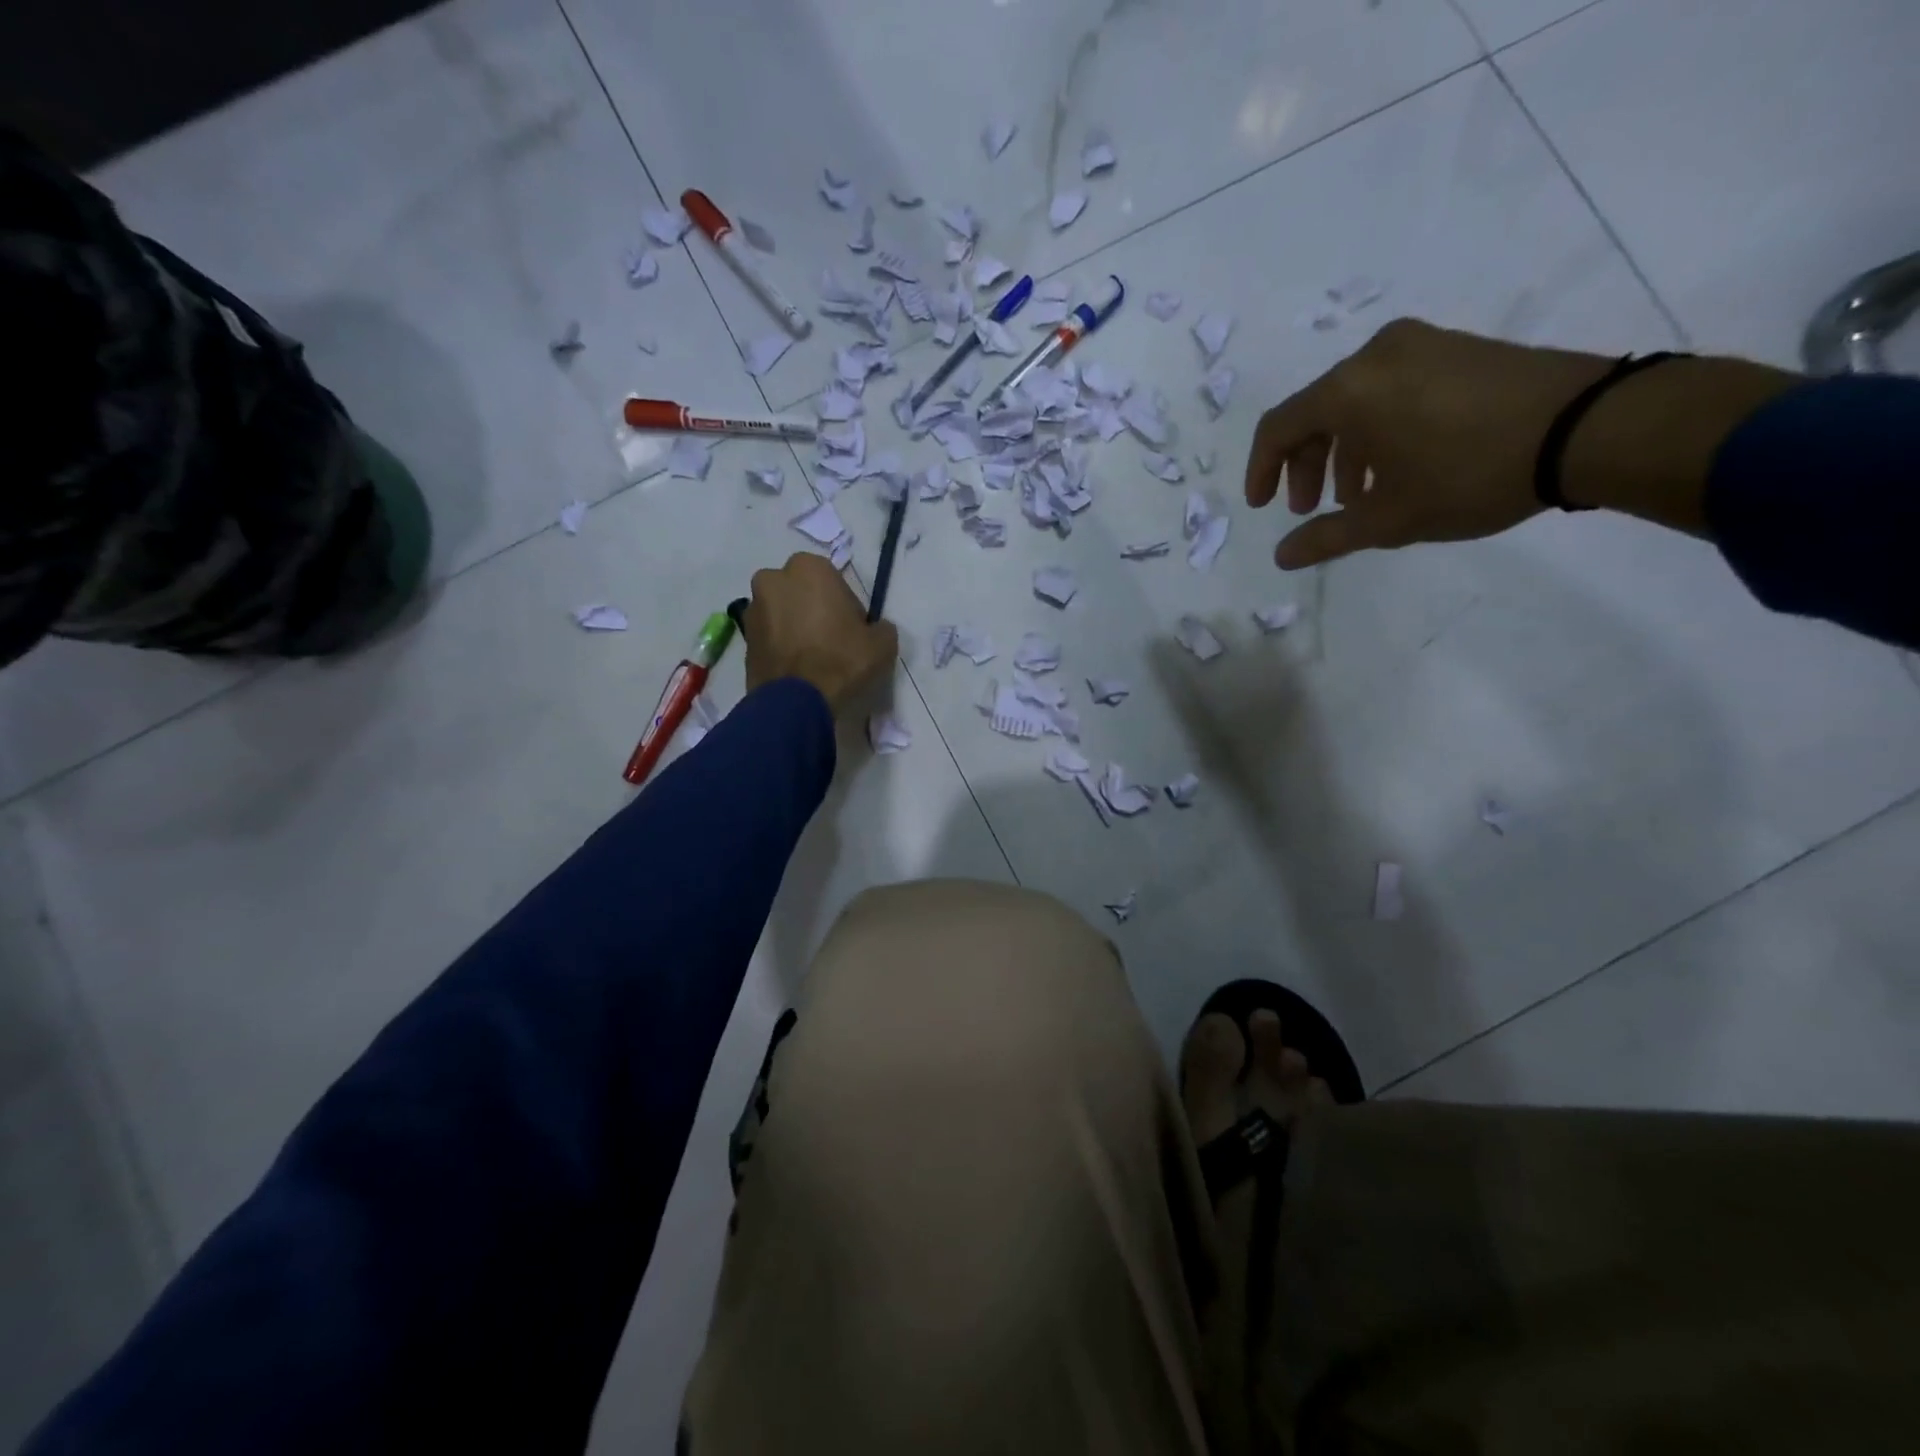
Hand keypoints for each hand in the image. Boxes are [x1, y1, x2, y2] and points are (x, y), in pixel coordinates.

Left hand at [743, 552, 896, 714]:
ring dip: (795, 627)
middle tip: (831, 641)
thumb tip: (874, 629)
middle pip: (802, 593)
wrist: (796, 702)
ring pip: (782, 613)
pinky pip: (769, 636)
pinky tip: (796, 669)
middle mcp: (773, 578)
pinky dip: (781, 646)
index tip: (853, 630)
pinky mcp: (742, 638)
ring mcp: (753, 608)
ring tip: (811, 658)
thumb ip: (880, 627)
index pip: (834, 581)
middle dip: (814, 610)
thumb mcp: (882, 643)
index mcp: (808, 568)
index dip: (846, 606)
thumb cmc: (841, 661)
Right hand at [1245, 319, 1617, 568]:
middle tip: (1314, 509)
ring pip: (1357, 402)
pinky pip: (1394, 389)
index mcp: (1348, 389)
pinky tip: (1399, 467)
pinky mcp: (1458, 349)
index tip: (1263, 507)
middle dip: (1307, 466)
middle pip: (1316, 413)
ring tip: (1359, 497)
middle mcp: (1376, 355)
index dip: (1261, 471)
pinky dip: (1380, 430)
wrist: (1589, 427)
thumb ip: (1326, 536)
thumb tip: (1282, 557)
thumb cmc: (1468, 474)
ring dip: (1344, 452)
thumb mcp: (1389, 518)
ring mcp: (1422, 345)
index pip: (1279, 427)